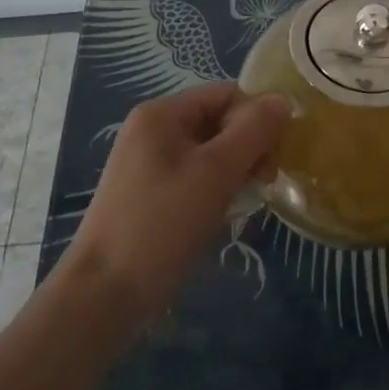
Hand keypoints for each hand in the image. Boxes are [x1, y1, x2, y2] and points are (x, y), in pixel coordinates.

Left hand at [65, 83, 291, 316]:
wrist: (104, 295)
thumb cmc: (162, 224)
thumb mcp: (215, 172)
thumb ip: (254, 131)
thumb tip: (284, 100)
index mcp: (162, 114)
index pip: (226, 94)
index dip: (256, 118)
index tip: (273, 156)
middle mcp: (153, 131)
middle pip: (219, 121)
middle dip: (248, 147)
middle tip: (263, 182)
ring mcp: (149, 164)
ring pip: (211, 152)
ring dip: (236, 171)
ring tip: (245, 202)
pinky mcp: (151, 195)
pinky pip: (196, 177)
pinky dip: (217, 189)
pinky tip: (224, 215)